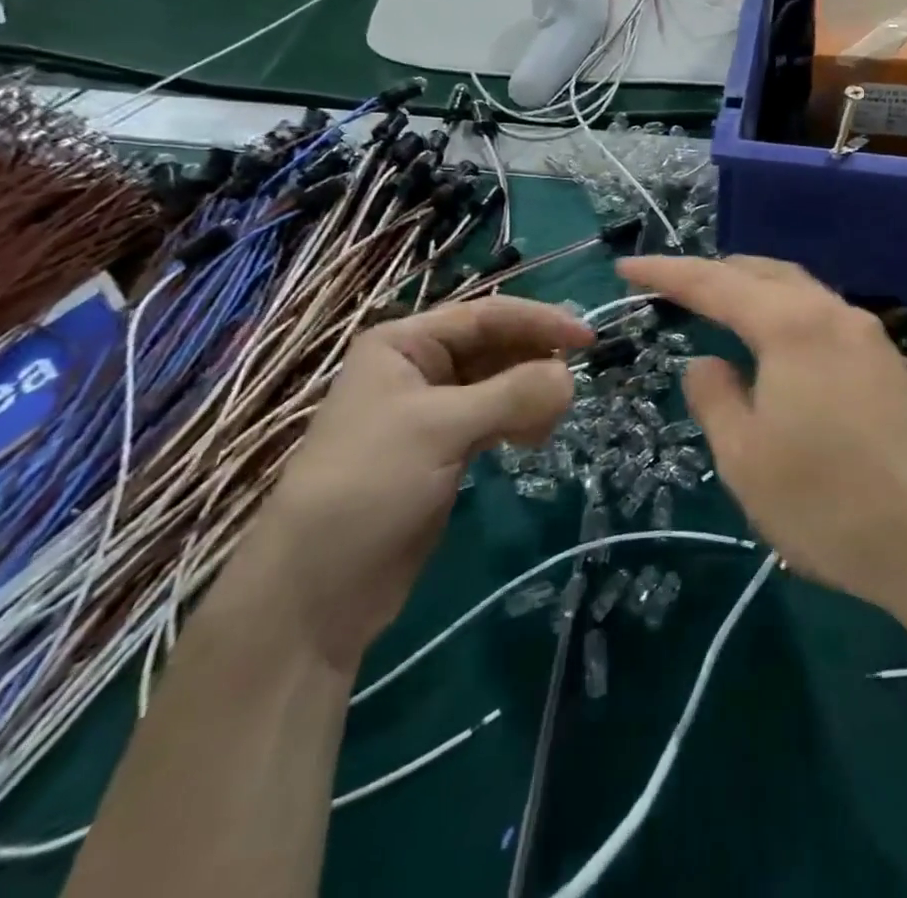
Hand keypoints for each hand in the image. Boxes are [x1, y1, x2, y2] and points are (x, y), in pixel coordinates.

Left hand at [240, 298, 593, 669]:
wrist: (317, 591)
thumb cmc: (370, 486)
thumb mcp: (441, 429)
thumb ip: (512, 395)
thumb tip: (571, 378)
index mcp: (405, 343)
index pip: (486, 316)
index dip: (540, 322)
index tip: (589, 340)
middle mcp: (419, 367)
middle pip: (496, 346)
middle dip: (535, 361)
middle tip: (572, 387)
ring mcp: (433, 410)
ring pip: (500, 383)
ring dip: (530, 394)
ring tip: (547, 424)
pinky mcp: (446, 449)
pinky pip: (496, 417)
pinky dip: (520, 421)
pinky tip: (532, 440)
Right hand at [617, 256, 906, 621]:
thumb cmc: (830, 501)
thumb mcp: (746, 458)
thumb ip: (715, 399)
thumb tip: (705, 363)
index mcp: (790, 324)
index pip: (714, 282)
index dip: (665, 272)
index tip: (626, 267)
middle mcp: (831, 313)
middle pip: (763, 273)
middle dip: (714, 273)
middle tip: (672, 287)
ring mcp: (867, 336)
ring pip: (798, 291)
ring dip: (753, 290)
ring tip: (719, 306)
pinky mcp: (887, 364)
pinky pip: (821, 316)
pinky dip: (784, 314)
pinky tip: (776, 345)